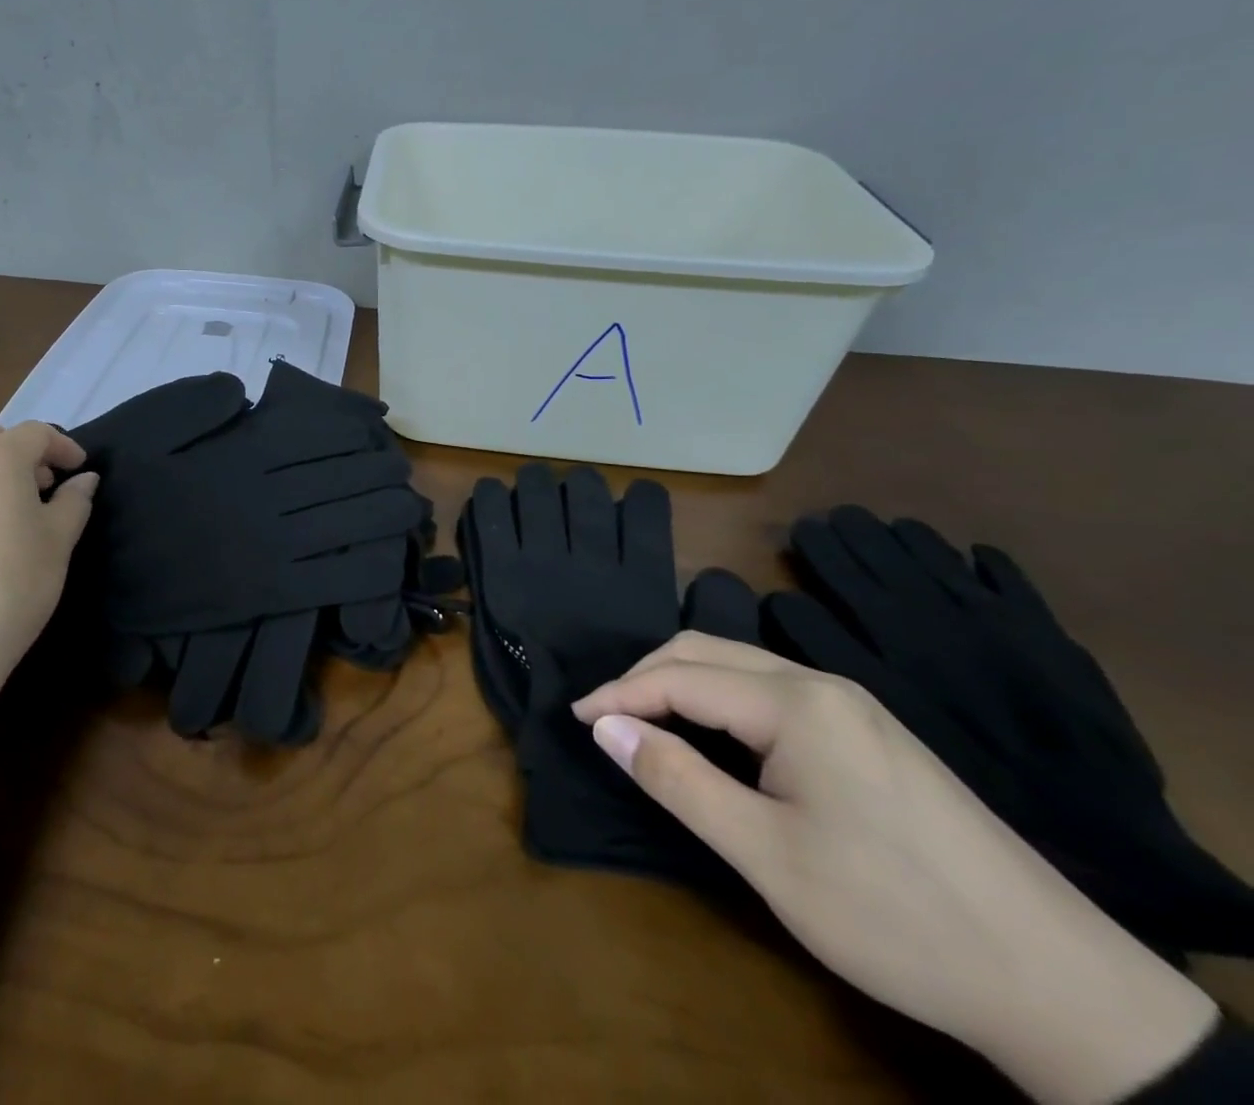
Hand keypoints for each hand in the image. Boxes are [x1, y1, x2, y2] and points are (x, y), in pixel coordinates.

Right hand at [572, 633, 1218, 1104]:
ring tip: (646, 723)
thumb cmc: (892, 914)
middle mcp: (821, 683)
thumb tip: (606, 727)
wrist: (1060, 983)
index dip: (620, 693)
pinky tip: (716, 735)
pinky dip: (722, 700)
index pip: (680, 676)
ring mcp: (853, 706)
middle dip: (646, 676)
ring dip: (683, 684)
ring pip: (741, 667)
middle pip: (708, 652)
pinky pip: (772, 691)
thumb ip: (677, 780)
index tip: (575, 716)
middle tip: (605, 718)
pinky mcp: (872, 733)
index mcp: (795, 702)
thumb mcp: (766, 854)